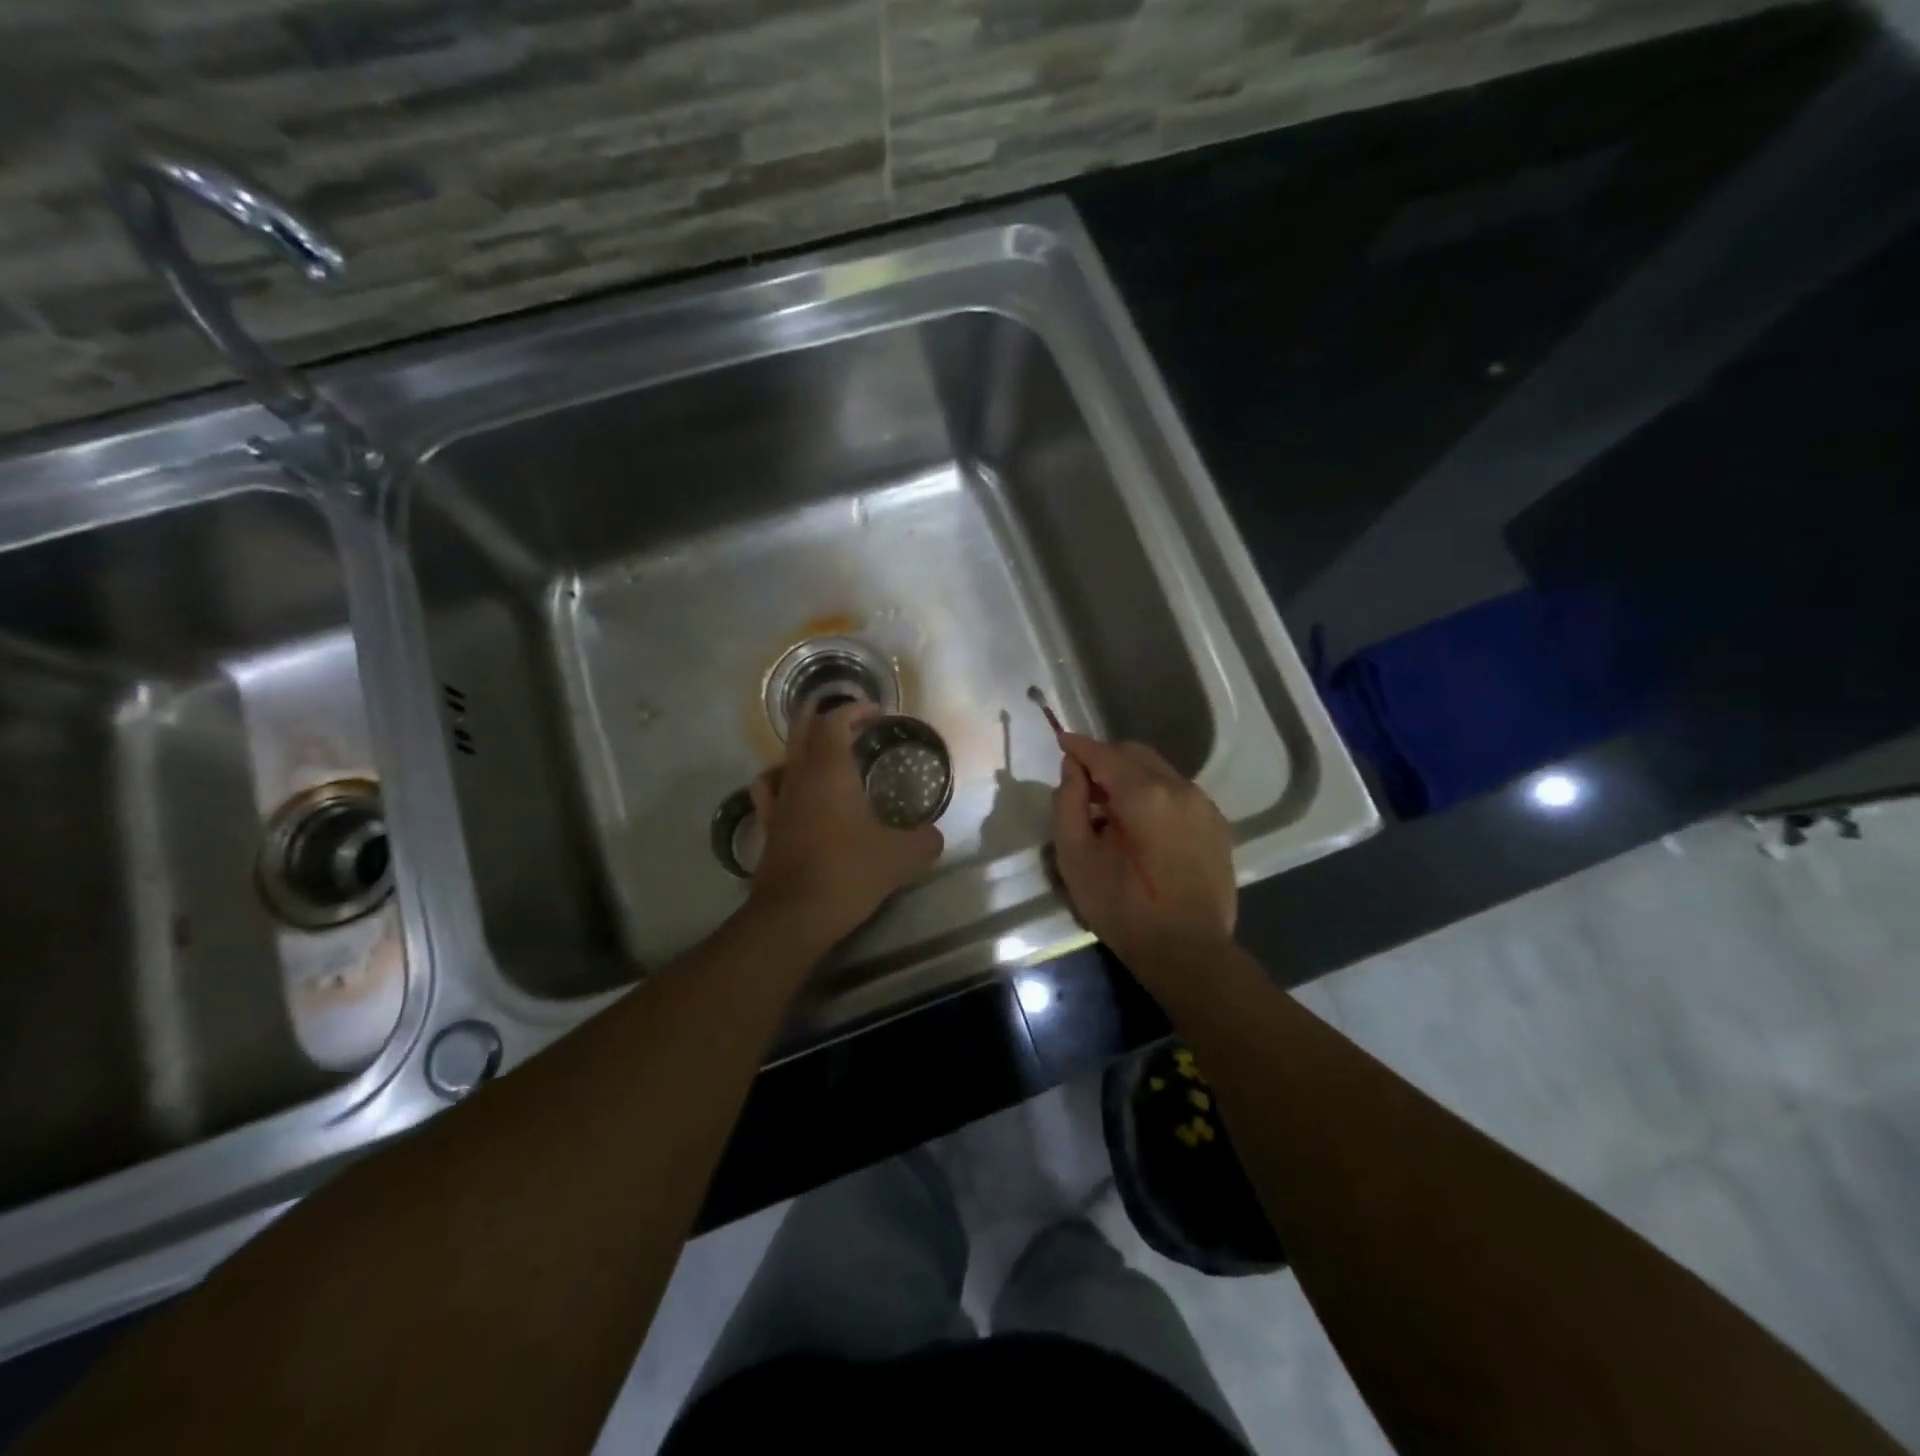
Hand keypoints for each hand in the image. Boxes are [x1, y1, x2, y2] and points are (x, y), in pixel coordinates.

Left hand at [746, 703, 943, 946]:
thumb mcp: (899, 858)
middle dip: (821, 716)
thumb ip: (923, 841)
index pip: (835, 723)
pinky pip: (769, 791)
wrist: (793, 916)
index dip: (854, 711)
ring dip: (802, 747)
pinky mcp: (767, 828)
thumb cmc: (847, 873)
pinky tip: (791, 791)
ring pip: (784, 758)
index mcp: (829, 772)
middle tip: (846, 717)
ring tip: (822, 753)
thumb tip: (935, 836)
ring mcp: (778, 802)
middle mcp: (799, 778)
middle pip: (802, 731)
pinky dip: (780, 780)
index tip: (875, 712)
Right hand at [1051, 734, 1235, 971]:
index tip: (1060, 739)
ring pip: (1159, 772)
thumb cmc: (1123, 908)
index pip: (1104, 754)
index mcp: (1144, 793)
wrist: (1188, 952)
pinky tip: (1142, 828)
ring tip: (1111, 811)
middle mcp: (1180, 788)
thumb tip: (1073, 770)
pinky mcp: (1217, 826)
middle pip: (1135, 754)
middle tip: (1083, 785)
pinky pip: (1178, 794)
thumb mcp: (1076, 858)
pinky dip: (1154, 796)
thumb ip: (1068, 804)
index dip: (1078, 746)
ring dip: (1131, 778)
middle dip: (1105, 760)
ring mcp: (1204, 806)